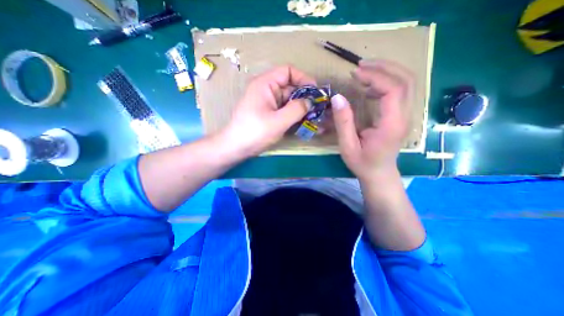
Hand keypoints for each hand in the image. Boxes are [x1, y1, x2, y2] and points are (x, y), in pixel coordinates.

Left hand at [222, 64, 316, 156]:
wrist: (236, 147)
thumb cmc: (255, 132)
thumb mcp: (278, 121)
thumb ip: (296, 109)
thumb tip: (310, 102)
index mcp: (265, 84)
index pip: (288, 71)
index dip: (303, 78)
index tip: (315, 92)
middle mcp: (266, 90)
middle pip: (290, 87)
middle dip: (304, 97)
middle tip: (317, 109)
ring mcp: (267, 103)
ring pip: (288, 101)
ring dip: (300, 108)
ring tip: (312, 118)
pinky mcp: (268, 113)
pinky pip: (284, 110)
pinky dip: (293, 115)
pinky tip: (302, 123)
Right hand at [332, 59, 413, 182]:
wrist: (379, 174)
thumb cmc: (363, 163)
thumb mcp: (348, 146)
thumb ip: (343, 122)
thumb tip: (337, 97)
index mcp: (392, 125)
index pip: (393, 90)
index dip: (375, 77)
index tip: (355, 74)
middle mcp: (405, 116)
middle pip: (406, 80)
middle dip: (383, 67)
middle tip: (360, 65)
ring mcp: (406, 114)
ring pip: (406, 82)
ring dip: (386, 71)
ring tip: (363, 71)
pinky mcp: (401, 115)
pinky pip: (400, 91)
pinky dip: (386, 82)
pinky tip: (370, 87)